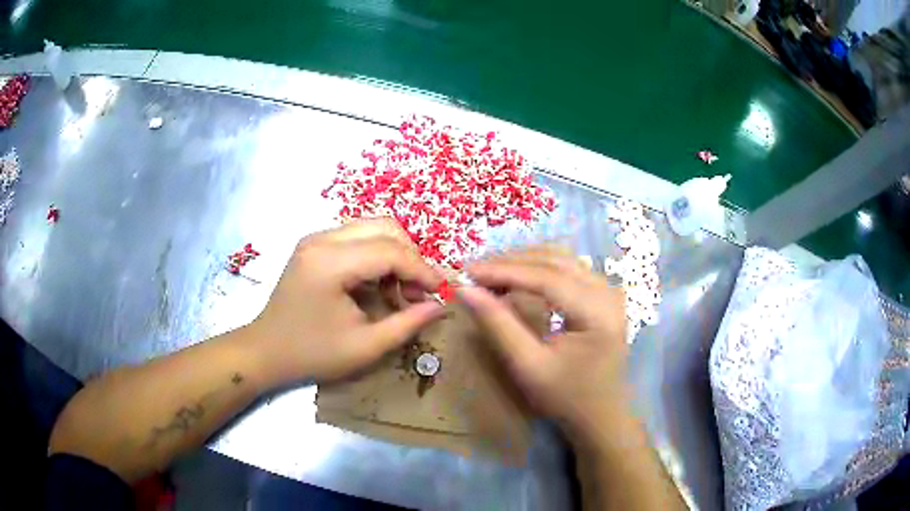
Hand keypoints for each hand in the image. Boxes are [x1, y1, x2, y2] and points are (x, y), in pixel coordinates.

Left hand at [247, 219, 443, 384]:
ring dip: (395, 254)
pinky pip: (357, 237)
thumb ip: (407, 323)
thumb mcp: (365, 346)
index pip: (390, 250)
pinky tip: (379, 285)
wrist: (266, 351)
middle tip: (419, 291)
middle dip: (411, 257)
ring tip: (401, 290)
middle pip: (384, 227)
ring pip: (372, 228)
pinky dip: (377, 256)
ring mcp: (315, 238)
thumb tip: (440, 305)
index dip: (422, 269)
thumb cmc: (312, 354)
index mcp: (330, 263)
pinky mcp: (314, 245)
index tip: (441, 291)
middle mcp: (321, 239)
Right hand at [459, 248, 628, 438]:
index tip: (467, 271)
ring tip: (488, 273)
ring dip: (523, 261)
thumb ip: (498, 325)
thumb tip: (465, 290)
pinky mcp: (602, 294)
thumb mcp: (528, 366)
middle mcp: (607, 291)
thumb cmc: (566, 397)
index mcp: (597, 312)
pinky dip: (537, 268)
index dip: (504, 270)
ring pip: (560, 258)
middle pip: (554, 260)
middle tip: (473, 271)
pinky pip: (567, 267)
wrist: (601, 414)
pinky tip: (515, 276)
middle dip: (510, 262)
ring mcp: (607, 290)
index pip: (547, 277)